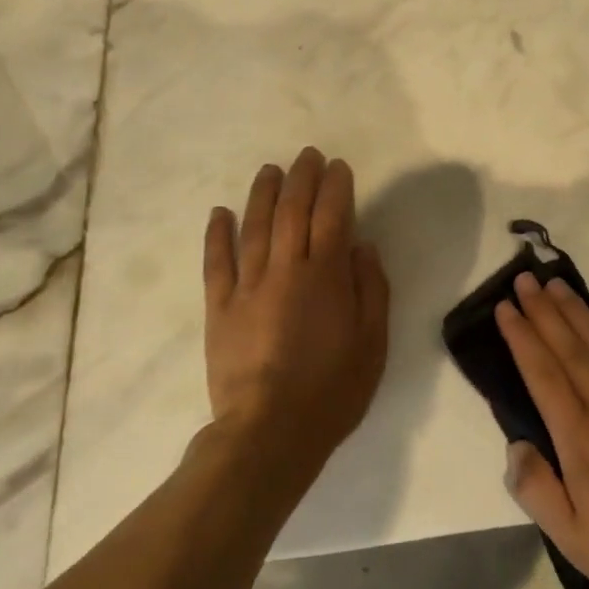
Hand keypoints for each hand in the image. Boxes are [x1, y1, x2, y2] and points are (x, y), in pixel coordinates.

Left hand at [202, 148, 389, 478]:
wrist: (269, 433)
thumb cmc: (332, 389)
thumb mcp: (373, 342)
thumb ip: (370, 289)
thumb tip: (361, 247)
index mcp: (326, 276)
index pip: (332, 216)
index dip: (336, 187)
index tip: (338, 167)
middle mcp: (285, 270)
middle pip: (292, 211)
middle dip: (301, 178)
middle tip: (307, 156)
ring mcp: (247, 287)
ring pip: (254, 228)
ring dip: (262, 194)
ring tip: (269, 170)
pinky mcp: (219, 309)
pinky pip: (216, 263)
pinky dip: (217, 235)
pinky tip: (219, 212)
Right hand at [497, 274, 588, 588]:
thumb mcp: (571, 539)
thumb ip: (536, 490)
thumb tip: (514, 444)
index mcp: (579, 438)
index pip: (542, 373)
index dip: (522, 337)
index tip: (506, 308)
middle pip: (568, 347)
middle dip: (543, 311)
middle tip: (525, 280)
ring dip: (575, 311)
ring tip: (555, 285)